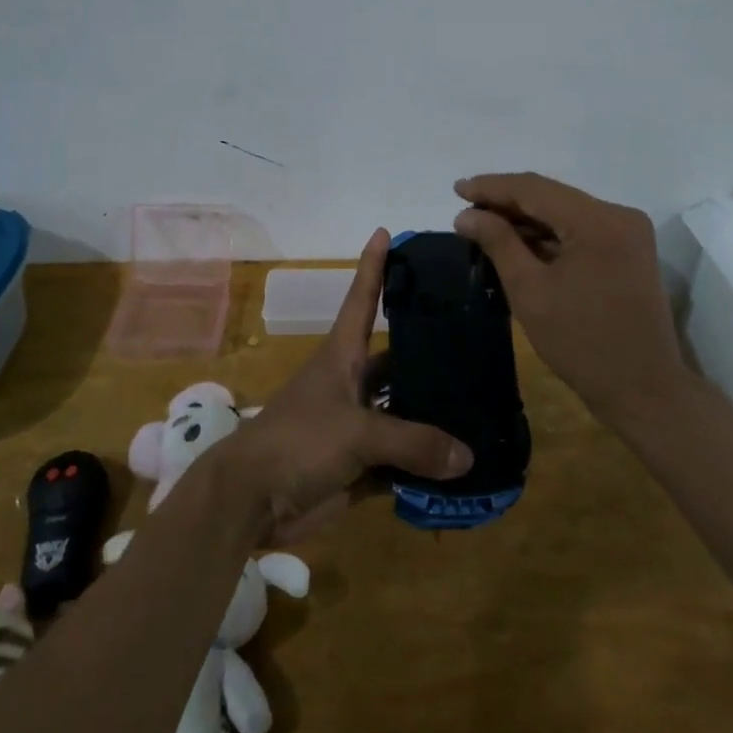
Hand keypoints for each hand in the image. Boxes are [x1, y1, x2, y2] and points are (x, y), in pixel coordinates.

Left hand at [219, 229, 472, 542]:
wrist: (250, 500)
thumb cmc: (298, 441)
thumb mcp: (357, 432)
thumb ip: (413, 442)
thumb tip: (467, 458)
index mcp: (343, 356)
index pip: (362, 299)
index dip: (373, 266)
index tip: (385, 232)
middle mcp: (351, 383)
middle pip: (395, 360)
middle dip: (430, 355)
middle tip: (477, 346)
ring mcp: (355, 424)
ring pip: (402, 413)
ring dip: (434, 417)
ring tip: (482, 407)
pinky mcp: (357, 464)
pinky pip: (400, 461)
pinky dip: (424, 466)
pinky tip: (462, 468)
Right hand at [454, 172, 686, 425]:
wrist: (644, 390)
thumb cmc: (582, 343)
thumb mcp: (530, 291)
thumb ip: (499, 243)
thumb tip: (467, 214)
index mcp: (598, 220)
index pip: (535, 189)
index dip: (492, 187)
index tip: (456, 189)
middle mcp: (618, 215)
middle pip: (552, 197)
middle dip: (507, 201)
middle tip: (466, 210)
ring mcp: (628, 232)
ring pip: (566, 212)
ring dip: (527, 219)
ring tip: (485, 226)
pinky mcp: (629, 250)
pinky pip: (581, 230)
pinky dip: (550, 235)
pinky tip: (519, 243)